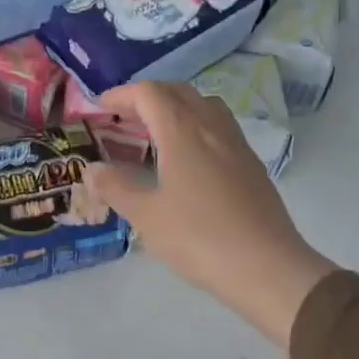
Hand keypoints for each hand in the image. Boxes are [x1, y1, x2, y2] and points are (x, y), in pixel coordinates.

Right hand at [81, 81, 336, 347]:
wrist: (266, 267)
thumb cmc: (198, 237)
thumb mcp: (146, 216)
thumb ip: (116, 188)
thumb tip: (92, 171)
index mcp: (182, 132)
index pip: (149, 93)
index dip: (122, 94)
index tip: (100, 107)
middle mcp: (211, 128)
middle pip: (178, 92)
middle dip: (148, 96)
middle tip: (124, 117)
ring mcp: (236, 145)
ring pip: (204, 106)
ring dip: (176, 107)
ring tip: (156, 132)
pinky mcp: (252, 166)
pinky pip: (220, 128)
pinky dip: (197, 127)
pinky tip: (188, 159)